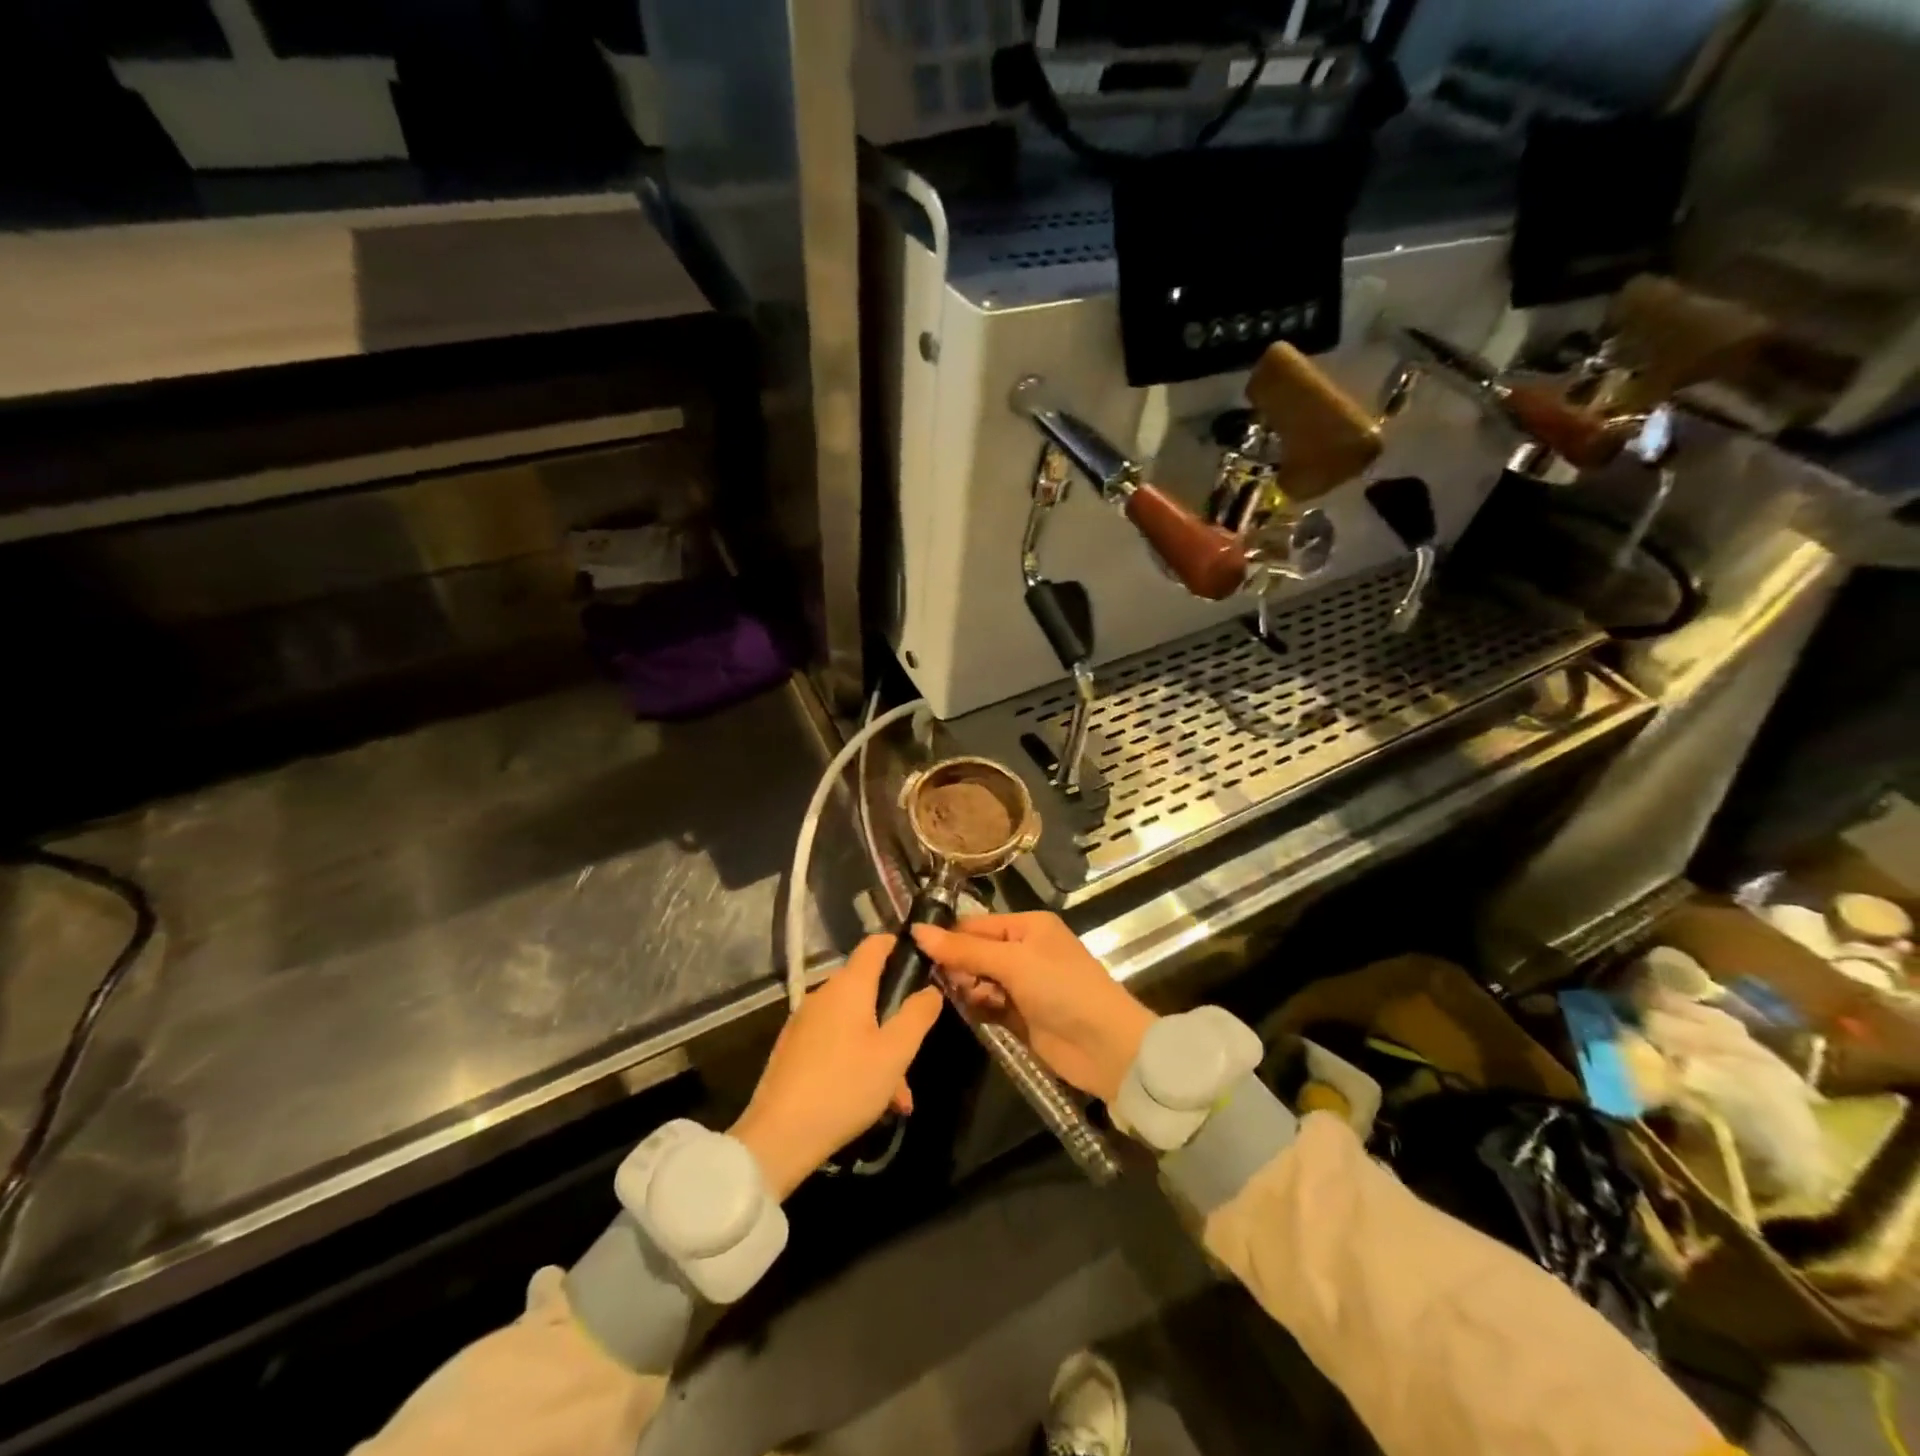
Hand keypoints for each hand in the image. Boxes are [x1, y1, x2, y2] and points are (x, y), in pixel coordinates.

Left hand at [730, 935, 943, 1198]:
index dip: (900, 946)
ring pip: (854, 1024)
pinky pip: (835, 1043)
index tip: (924, 963)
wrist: (778, 1137)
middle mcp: (823, 994)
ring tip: (898, 1097)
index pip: (875, 944)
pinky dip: (857, 1061)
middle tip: (914, 1054)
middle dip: (895, 1019)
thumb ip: (918, 1015)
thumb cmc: (845, 1086)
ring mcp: (804, 1022)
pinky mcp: (793, 1050)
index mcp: (848, 985)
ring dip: (880, 1050)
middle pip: (868, 990)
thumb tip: (931, 989)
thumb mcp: (895, 1052)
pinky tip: (870, 1101)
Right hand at [911, 913, 1154, 1103]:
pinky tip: (979, 1014)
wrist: (1105, 1047)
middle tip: (948, 983)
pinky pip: (986, 1005)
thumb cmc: (1062, 989)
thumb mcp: (1013, 962)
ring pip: (977, 980)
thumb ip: (964, 949)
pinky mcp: (1019, 1015)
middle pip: (973, 952)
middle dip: (958, 966)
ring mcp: (1022, 984)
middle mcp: (1023, 950)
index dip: (948, 937)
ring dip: (969, 989)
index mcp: (1026, 926)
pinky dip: (979, 1008)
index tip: (916, 952)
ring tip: (973, 1000)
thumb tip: (917, 932)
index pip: (975, 925)